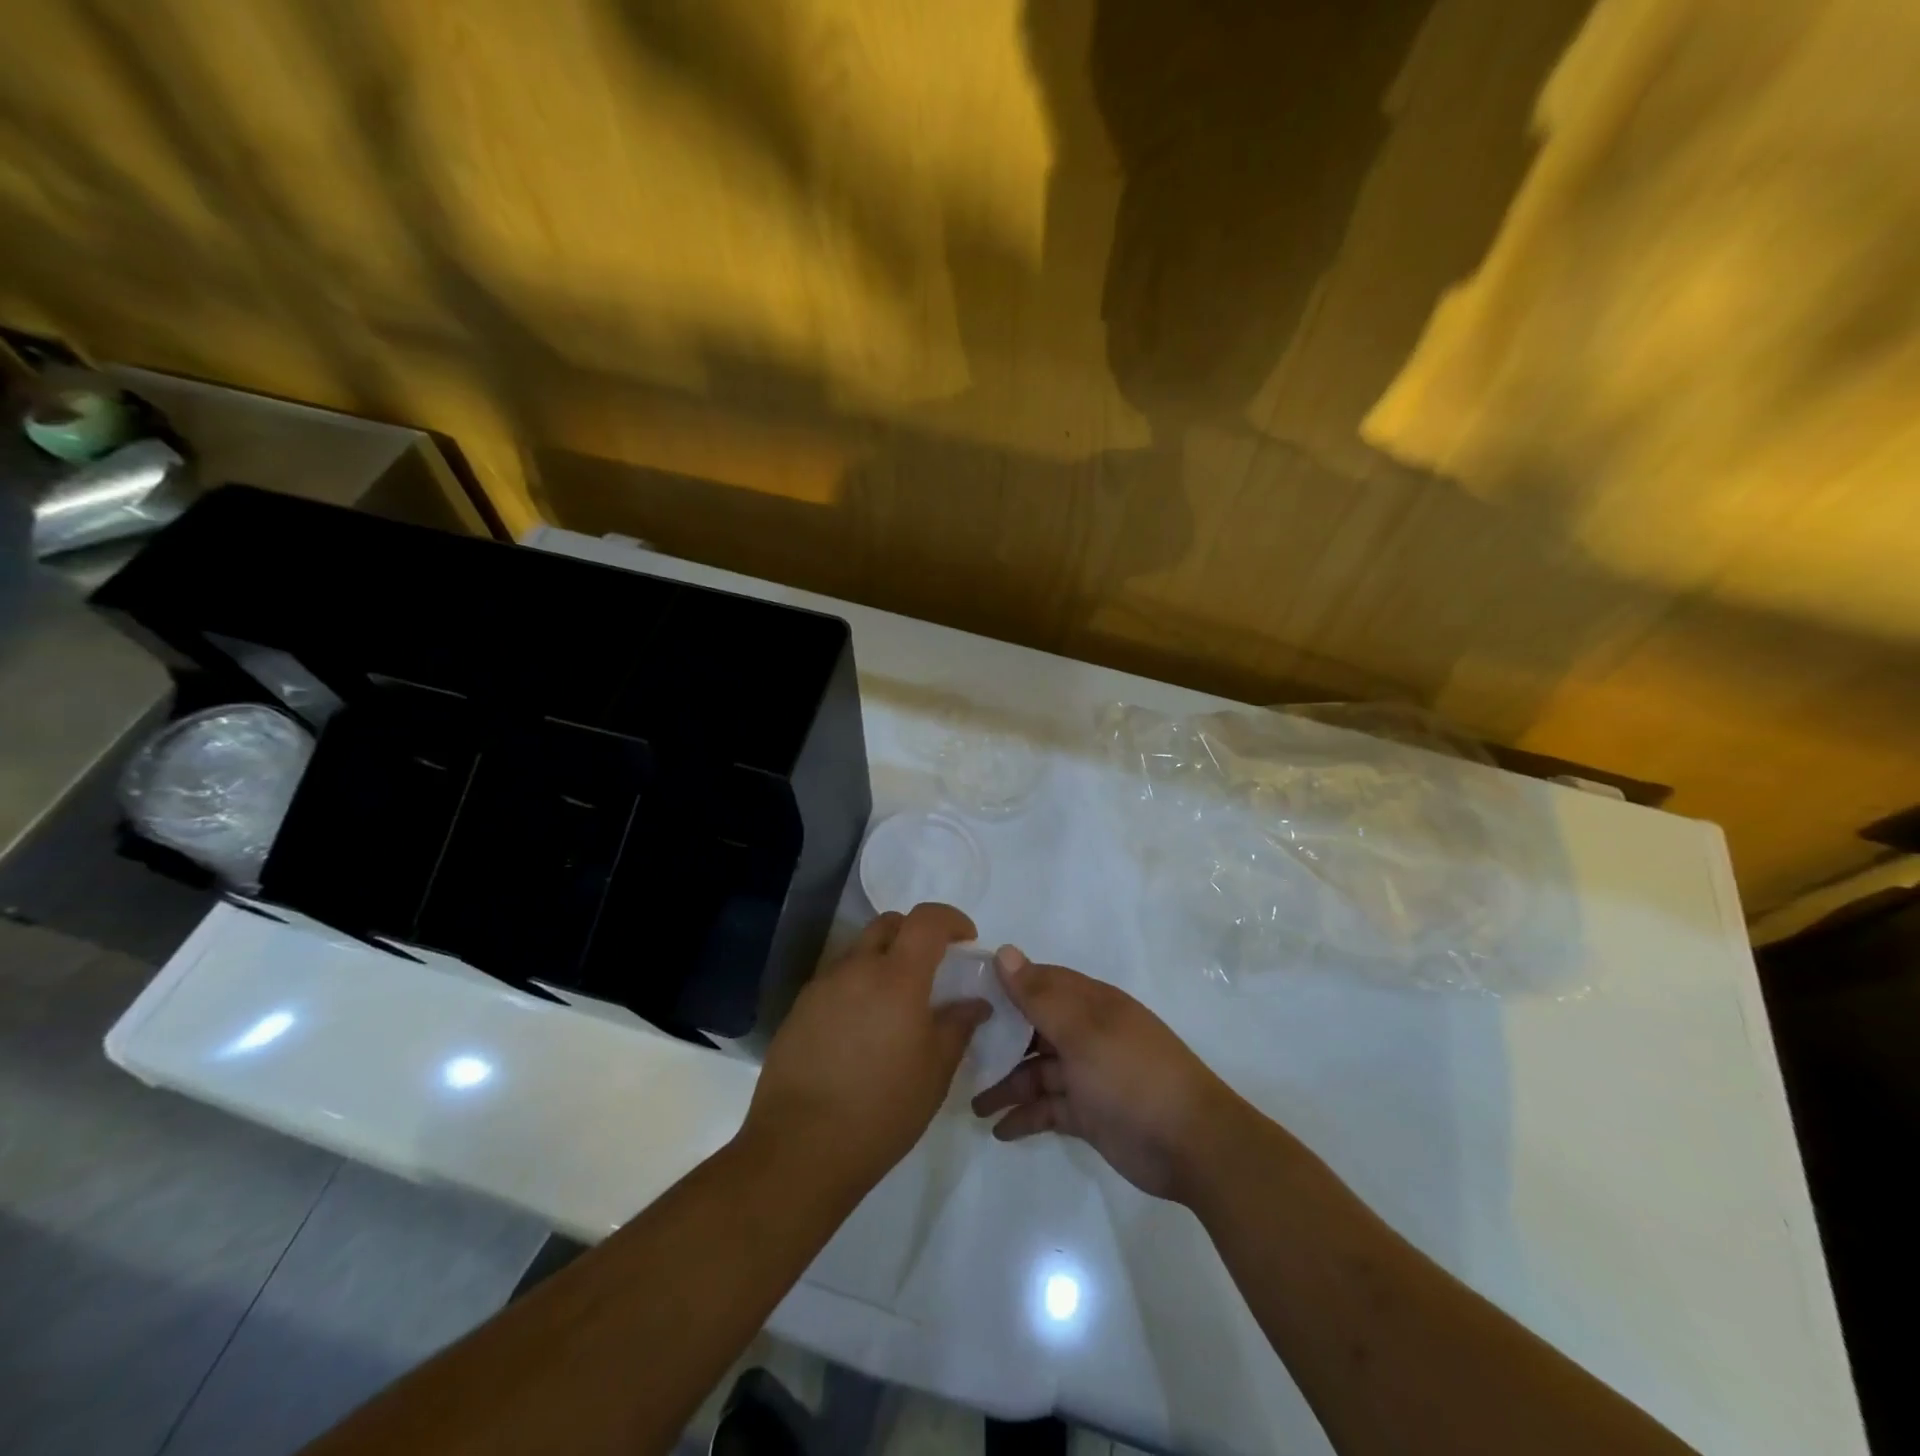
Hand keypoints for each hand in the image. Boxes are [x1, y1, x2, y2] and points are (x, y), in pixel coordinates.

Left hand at [741, 903, 987, 1194]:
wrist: (799, 1149)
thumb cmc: (881, 1110)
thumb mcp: (935, 1072)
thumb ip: (958, 1026)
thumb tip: (975, 1002)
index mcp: (896, 977)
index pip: (926, 920)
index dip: (951, 919)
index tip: (966, 939)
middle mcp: (856, 968)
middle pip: (888, 925)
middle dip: (915, 933)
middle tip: (932, 968)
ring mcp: (822, 987)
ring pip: (859, 952)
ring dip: (883, 961)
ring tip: (895, 1006)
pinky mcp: (799, 1009)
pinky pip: (836, 981)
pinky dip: (857, 987)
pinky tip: (861, 1031)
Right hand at [971, 947, 1251, 1203]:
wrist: (1192, 1145)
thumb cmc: (1133, 1075)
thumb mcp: (1083, 1032)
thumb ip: (1040, 996)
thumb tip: (1004, 952)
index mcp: (1089, 1004)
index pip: (1039, 982)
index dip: (1004, 986)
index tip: (964, 994)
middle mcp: (1086, 1033)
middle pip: (1033, 1028)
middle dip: (998, 1040)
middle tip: (958, 1054)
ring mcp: (1087, 1074)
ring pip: (1037, 1071)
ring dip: (1007, 1085)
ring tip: (972, 1105)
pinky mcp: (1089, 1113)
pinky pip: (1048, 1108)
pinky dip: (1025, 1117)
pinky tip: (999, 1130)